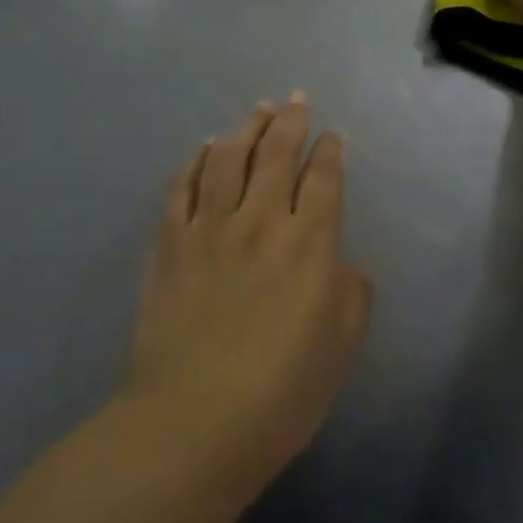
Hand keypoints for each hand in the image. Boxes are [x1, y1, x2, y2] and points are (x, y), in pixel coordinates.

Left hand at [128, 96, 371, 491]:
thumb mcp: (342, 347)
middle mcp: (260, 222)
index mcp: (309, 244)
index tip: (332, 135)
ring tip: (257, 110)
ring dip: (246, 128)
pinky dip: (195, 161)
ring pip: (228, 158)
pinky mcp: (170, 244)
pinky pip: (182, 187)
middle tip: (296, 100)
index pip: (323, 179)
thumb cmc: (281, 393)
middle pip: (276, 154)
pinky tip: (203, 148)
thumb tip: (340, 263)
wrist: (193, 423)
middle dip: (290, 121)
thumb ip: (352, 294)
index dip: (329, 151)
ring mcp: (209, 229)